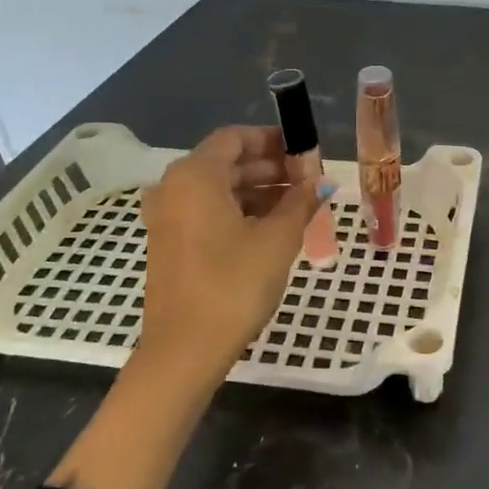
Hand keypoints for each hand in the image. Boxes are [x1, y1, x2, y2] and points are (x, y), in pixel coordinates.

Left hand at [136, 125, 329, 389]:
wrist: (184, 351)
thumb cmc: (232, 285)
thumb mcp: (277, 240)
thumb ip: (300, 202)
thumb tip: (321, 182)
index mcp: (195, 175)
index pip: (235, 138)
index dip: (272, 140)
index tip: (305, 150)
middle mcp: (173, 187)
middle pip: (226, 162)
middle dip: (269, 167)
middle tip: (308, 180)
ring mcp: (167, 217)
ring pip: (217, 188)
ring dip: (257, 191)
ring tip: (297, 205)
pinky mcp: (169, 243)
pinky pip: (206, 211)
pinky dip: (238, 211)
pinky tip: (270, 227)